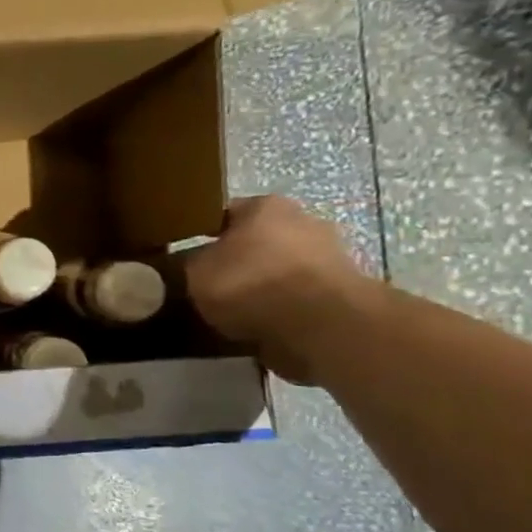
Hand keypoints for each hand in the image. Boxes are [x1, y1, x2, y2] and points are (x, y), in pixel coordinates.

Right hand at [183, 195, 383, 384]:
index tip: (188, 257)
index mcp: (266, 206)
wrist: (318, 325)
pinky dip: (282, 309)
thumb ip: (192, 264)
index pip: (225, 214)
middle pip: (259, 239)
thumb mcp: (196, 273)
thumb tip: (194, 265)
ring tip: (236, 312)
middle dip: (239, 259)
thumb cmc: (250, 284)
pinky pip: (298, 297)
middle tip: (212, 285)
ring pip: (281, 268)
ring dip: (263, 286)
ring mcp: (329, 256)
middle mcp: (303, 221)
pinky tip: (262, 326)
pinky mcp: (342, 293)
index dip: (203, 235)